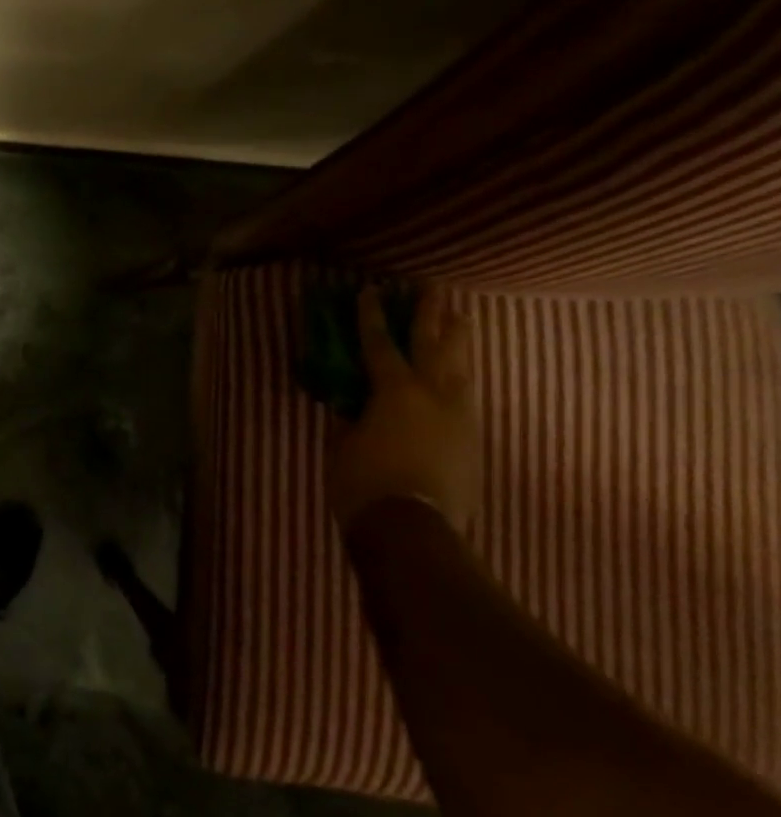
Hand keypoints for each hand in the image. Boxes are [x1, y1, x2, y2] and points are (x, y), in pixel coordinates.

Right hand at [328, 285, 481, 530]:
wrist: (412, 528)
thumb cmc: (363, 479)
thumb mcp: (342, 442)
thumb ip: (349, 414)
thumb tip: (351, 400)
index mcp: (395, 392)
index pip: (380, 344)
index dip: (372, 316)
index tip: (371, 290)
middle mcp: (434, 396)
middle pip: (435, 346)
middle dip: (432, 315)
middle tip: (434, 288)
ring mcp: (460, 418)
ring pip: (463, 368)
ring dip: (459, 341)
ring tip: (462, 319)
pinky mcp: (472, 440)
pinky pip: (468, 395)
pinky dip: (462, 376)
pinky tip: (461, 373)